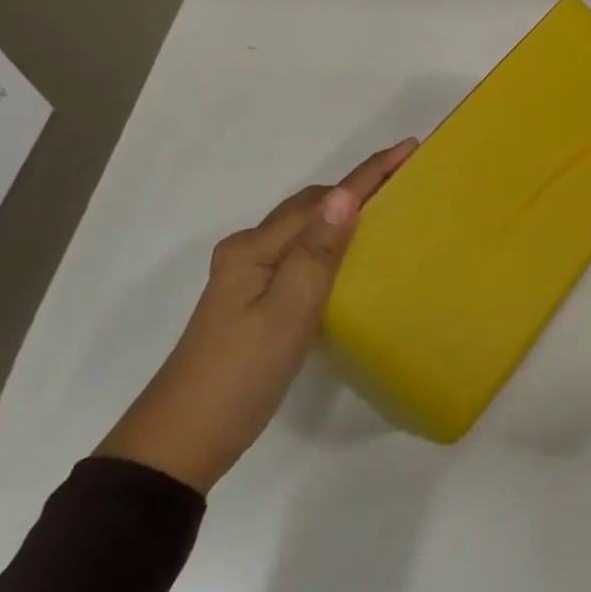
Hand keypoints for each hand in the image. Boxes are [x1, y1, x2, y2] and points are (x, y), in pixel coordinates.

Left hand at [96, 139, 417, 492]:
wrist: (180, 443)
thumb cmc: (240, 375)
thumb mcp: (287, 313)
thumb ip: (317, 252)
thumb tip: (346, 195)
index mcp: (255, 249)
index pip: (323, 200)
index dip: (369, 173)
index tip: (410, 148)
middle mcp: (248, 252)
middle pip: (310, 206)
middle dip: (357, 187)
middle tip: (405, 179)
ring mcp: (246, 276)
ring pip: (304, 229)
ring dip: (343, 213)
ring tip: (387, 210)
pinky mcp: (251, 300)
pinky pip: (299, 253)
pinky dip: (329, 242)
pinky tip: (348, 257)